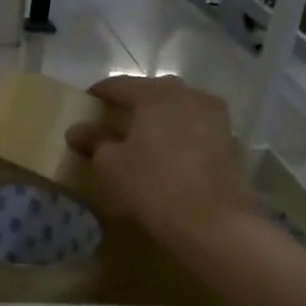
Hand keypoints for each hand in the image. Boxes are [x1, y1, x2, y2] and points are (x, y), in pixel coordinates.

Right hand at [67, 76, 256, 250]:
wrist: (211, 221)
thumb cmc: (152, 185)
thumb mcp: (110, 165)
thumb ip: (93, 142)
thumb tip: (77, 130)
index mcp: (157, 93)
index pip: (120, 84)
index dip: (99, 93)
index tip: (86, 103)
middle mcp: (189, 94)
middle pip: (153, 93)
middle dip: (132, 105)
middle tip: (114, 122)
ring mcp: (215, 116)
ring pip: (178, 110)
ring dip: (159, 120)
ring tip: (142, 139)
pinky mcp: (229, 141)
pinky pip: (195, 129)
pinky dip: (178, 136)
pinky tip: (168, 155)